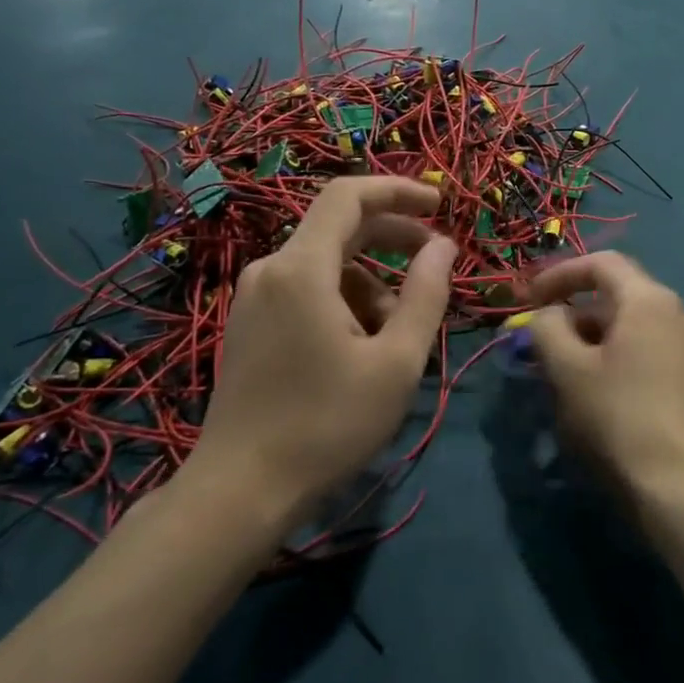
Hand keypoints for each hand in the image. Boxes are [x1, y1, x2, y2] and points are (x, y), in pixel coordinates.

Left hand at [182, 177, 454, 526]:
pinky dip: (345, 300)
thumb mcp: (396, 361)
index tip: (440, 204)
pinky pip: (307, 288)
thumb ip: (425, 294)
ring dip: (373, 281)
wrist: (240, 492)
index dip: (398, 190)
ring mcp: (254, 297)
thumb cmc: (326, 425)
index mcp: (302, 268)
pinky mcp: (250, 323)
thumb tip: (444, 245)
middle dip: (393, 237)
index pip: (348, 196)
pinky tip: (362, 346)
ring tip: (398, 333)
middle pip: (340, 227)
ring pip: (328, 264)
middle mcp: (271, 269)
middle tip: (437, 261)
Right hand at [524, 253, 683, 500]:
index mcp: (648, 299)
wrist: (677, 483)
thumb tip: (548, 314)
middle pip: (616, 292)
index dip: (559, 274)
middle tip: (540, 336)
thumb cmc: (617, 416)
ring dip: (591, 333)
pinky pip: (644, 345)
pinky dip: (613, 352)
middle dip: (573, 308)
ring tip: (561, 365)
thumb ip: (547, 327)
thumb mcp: (567, 368)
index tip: (529, 299)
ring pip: (629, 322)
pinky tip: (595, 384)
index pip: (600, 263)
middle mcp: (675, 311)